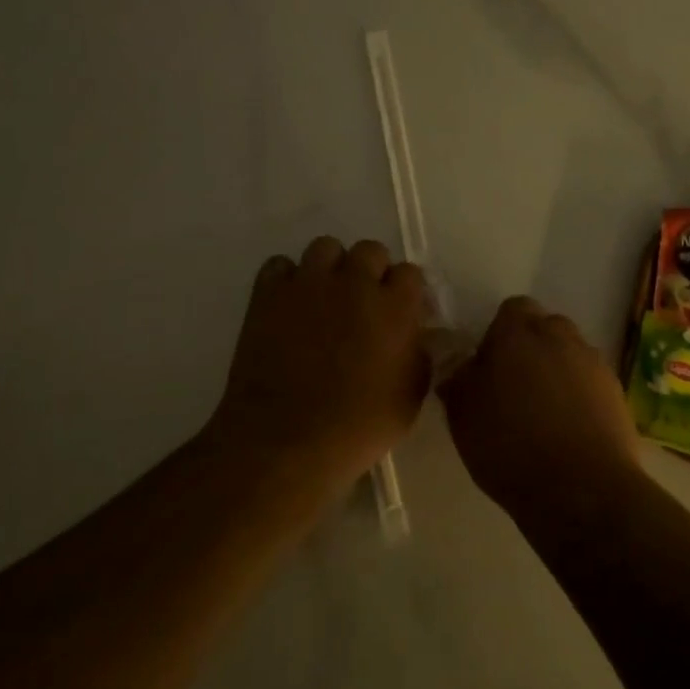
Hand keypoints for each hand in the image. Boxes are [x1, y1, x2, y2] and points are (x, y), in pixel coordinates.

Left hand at [208, 237, 430, 491]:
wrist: (286, 441)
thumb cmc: (358, 427)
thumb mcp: (410, 397)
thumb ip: (420, 354)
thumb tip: (418, 334)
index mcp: (395, 307)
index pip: (410, 272)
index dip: (405, 291)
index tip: (400, 312)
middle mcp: (355, 283)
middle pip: (370, 250)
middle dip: (371, 272)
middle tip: (363, 304)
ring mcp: (309, 284)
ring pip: (325, 247)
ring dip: (331, 268)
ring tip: (325, 297)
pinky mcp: (269, 294)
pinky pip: (280, 265)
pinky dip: (287, 279)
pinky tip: (290, 305)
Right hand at [440, 297, 643, 525]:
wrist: (581, 490)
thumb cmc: (509, 447)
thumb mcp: (462, 417)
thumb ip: (459, 381)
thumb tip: (461, 367)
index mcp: (518, 333)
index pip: (511, 310)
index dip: (499, 334)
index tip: (489, 365)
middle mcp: (560, 336)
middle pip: (545, 327)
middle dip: (532, 348)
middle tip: (515, 386)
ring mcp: (593, 363)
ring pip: (571, 354)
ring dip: (558, 371)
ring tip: (544, 413)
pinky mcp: (617, 392)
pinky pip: (591, 382)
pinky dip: (581, 396)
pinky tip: (569, 430)